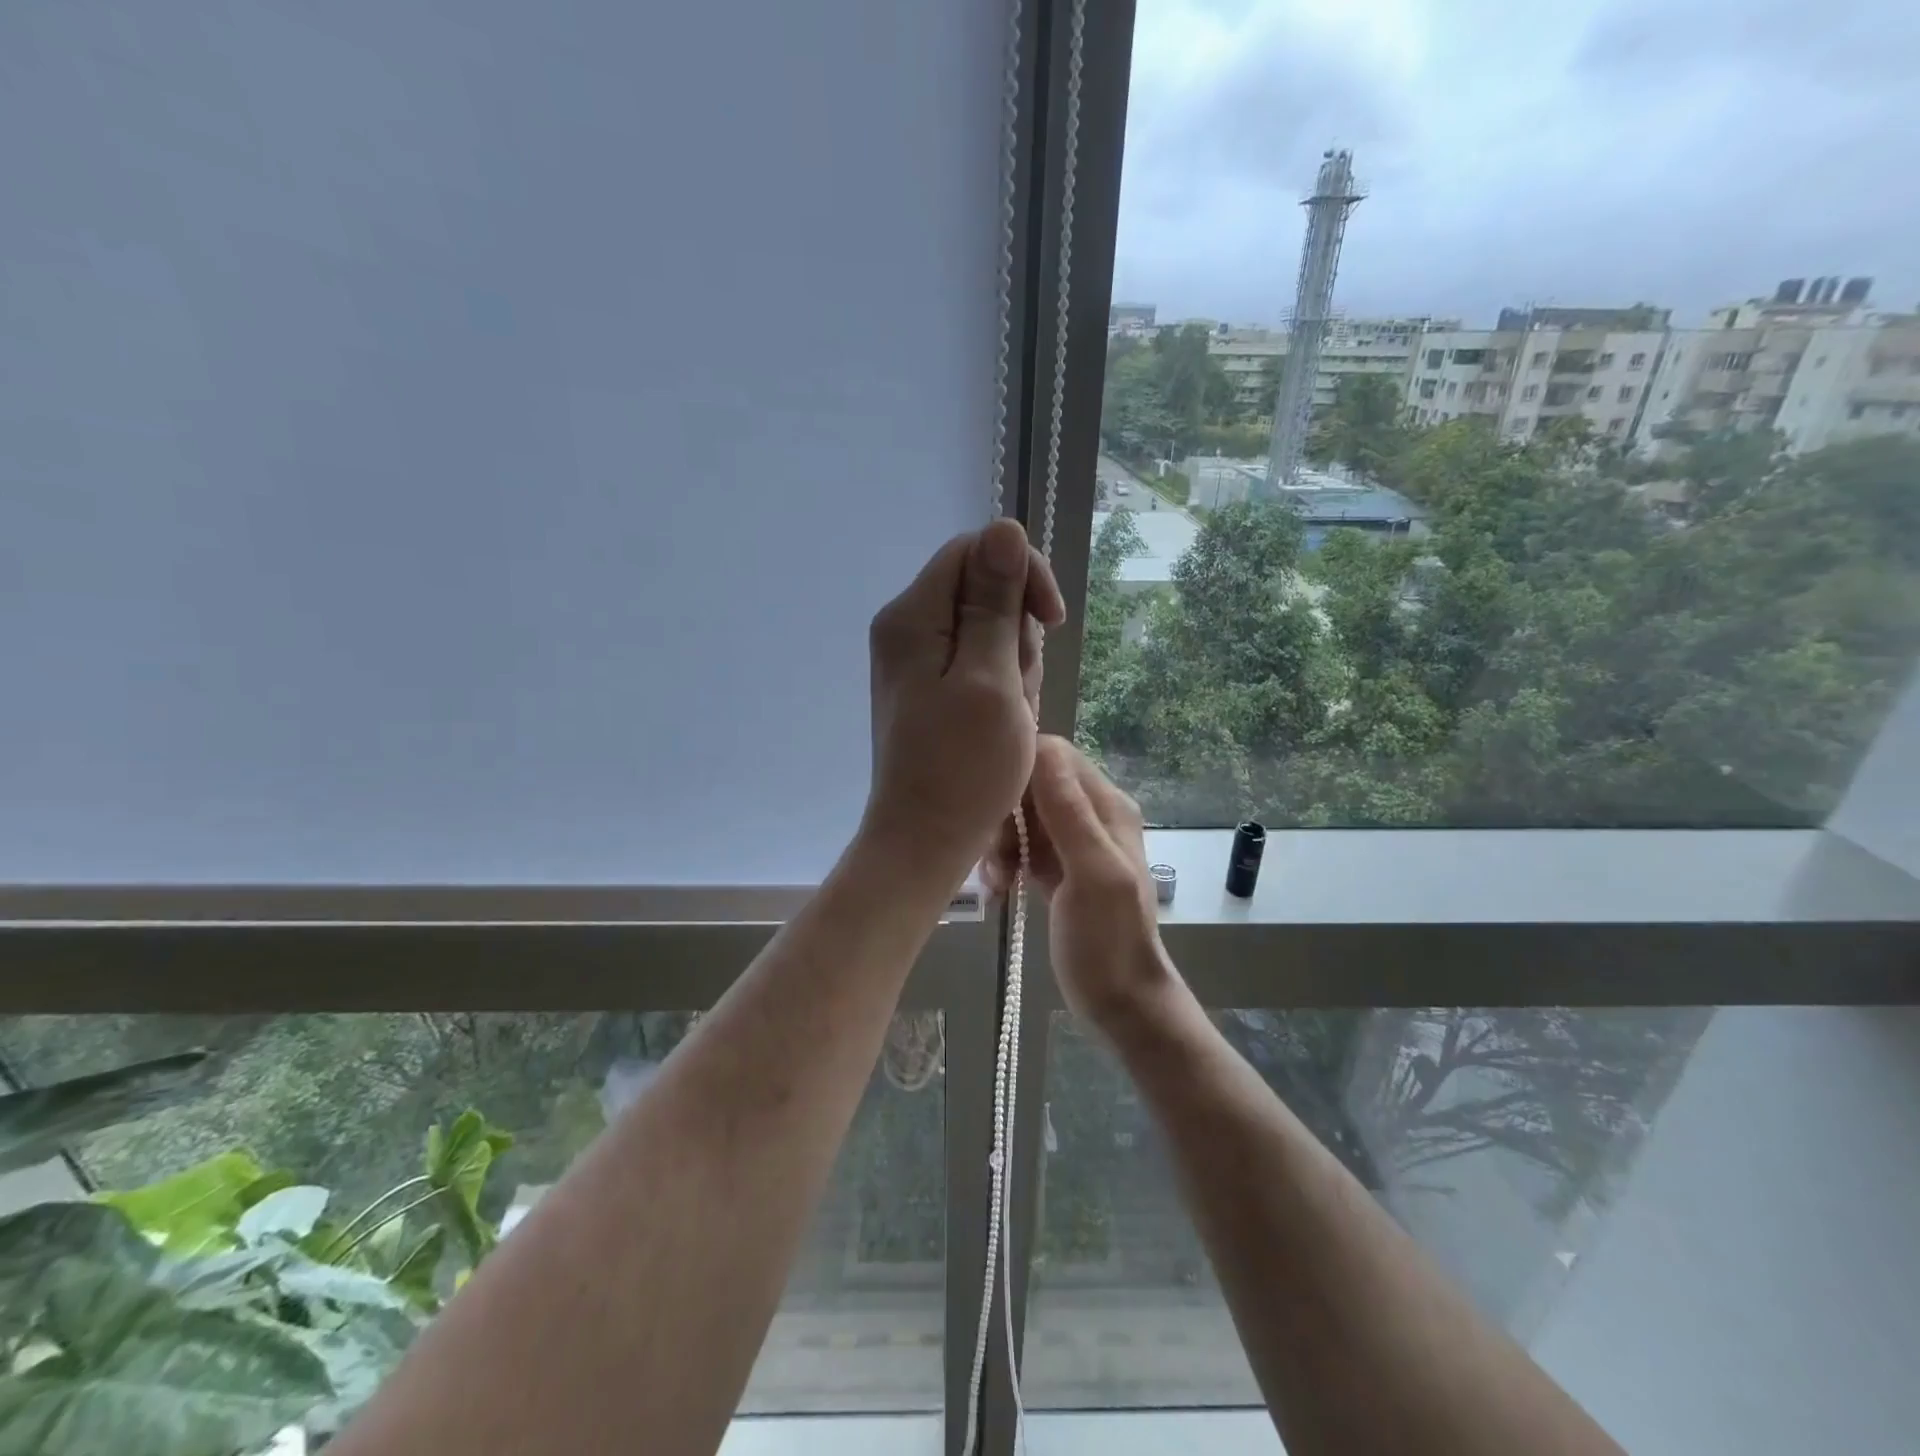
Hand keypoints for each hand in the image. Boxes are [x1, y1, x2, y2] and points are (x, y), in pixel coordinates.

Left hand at [864, 520, 1063, 881]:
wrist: (925, 840)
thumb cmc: (964, 767)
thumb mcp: (992, 678)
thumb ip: (996, 602)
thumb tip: (1005, 527)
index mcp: (912, 616)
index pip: (975, 551)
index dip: (1022, 574)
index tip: (1050, 621)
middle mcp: (906, 628)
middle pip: (982, 591)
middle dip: (1016, 635)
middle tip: (1017, 690)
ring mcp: (916, 661)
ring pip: (987, 632)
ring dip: (1013, 668)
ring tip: (1009, 716)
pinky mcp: (929, 689)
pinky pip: (979, 666)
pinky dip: (1001, 689)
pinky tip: (1002, 725)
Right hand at [986, 736, 1175, 1029]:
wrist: (1120, 1001)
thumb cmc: (1108, 940)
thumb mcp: (1092, 874)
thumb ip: (1070, 812)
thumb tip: (1043, 748)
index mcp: (1107, 806)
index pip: (1055, 756)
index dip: (1020, 772)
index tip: (995, 805)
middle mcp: (1091, 814)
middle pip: (1033, 785)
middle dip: (1007, 813)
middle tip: (997, 853)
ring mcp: (1073, 842)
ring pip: (1023, 817)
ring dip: (1002, 842)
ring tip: (998, 879)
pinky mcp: (1056, 867)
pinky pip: (1023, 846)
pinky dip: (1006, 861)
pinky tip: (1000, 888)